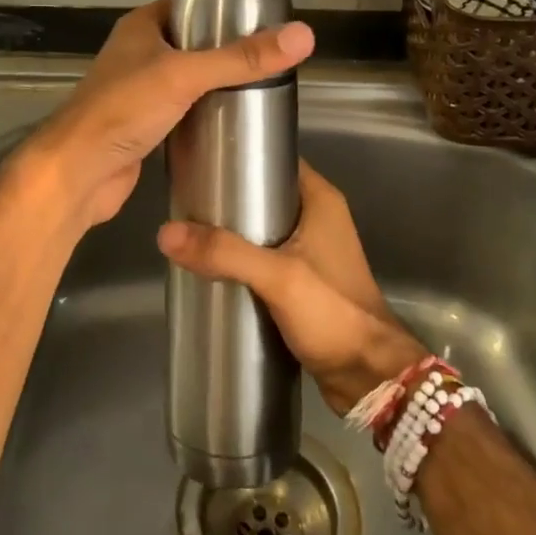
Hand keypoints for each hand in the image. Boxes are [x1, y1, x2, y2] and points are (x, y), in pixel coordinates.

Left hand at [16, 0, 314, 236]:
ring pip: (189, 79)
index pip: (191, 4)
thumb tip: (303, 36)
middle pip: (194, 43)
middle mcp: (139, 54)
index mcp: (142, 27)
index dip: (225, 7)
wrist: (78, 173)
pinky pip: (184, 111)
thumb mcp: (185, 75)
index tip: (264, 20)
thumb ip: (242, 58)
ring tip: (263, 89)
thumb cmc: (124, 110)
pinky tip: (235, 122)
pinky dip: (206, 113)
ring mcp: (140, 92)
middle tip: (272, 59)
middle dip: (230, 50)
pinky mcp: (146, 126)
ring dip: (219, 84)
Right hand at [157, 161, 425, 413]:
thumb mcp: (278, 277)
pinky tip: (214, 269)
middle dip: (229, 199)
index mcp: (321, 200)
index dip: (242, 157)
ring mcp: (313, 252)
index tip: (203, 160)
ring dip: (234, 233)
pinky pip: (267, 259)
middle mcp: (319, 219)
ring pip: (264, 229)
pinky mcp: (305, 282)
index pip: (277, 160)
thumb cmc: (333, 313)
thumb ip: (225, 253)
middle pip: (266, 194)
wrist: (369, 377)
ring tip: (192, 233)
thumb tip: (166, 232)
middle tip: (187, 201)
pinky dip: (243, 260)